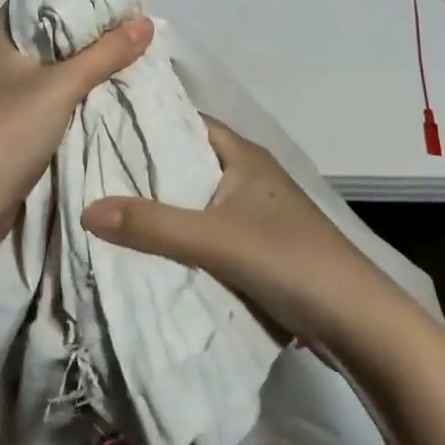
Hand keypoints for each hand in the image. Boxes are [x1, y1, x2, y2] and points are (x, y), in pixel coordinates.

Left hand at [0, 5, 153, 243]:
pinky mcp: (11, 126)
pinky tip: (103, 94)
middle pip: (44, 35)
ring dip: (80, 65)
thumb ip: (104, 54)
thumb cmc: (10, 130)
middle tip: (126, 27)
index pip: (33, 0)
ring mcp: (1, 97)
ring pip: (48, 69)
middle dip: (84, 32)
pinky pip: (48, 98)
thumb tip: (145, 23)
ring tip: (122, 56)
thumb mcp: (62, 86)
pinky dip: (73, 93)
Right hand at [81, 117, 396, 348]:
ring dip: (161, 205)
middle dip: (145, 167)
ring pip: (195, 199)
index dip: (147, 121)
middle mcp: (248, 175)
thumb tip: (86, 209)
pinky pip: (206, 230)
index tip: (101, 123)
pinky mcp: (257, 246)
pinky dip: (179, 235)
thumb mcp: (215, 240)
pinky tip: (147, 246)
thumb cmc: (289, 260)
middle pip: (187, 161)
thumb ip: (153, 225)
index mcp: (244, 155)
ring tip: (108, 204)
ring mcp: (254, 212)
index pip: (186, 122)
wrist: (358, 323)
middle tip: (92, 168)